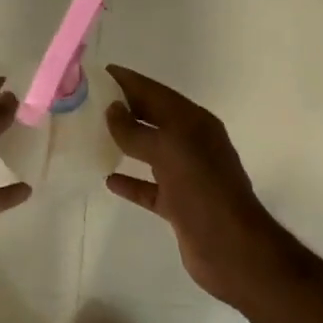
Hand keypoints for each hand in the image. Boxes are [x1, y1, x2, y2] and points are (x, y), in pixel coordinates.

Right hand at [103, 65, 286, 305]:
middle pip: (153, 117)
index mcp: (194, 122)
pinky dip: (131, 181)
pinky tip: (108, 179)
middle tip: (89, 101)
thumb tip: (112, 110)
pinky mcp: (180, 204)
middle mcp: (192, 143)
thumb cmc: (202, 190)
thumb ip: (136, 130)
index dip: (129, 81)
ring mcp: (187, 175)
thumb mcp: (168, 151)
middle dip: (125, 108)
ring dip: (126, 142)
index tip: (99, 73)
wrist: (232, 249)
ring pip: (150, 151)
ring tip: (94, 133)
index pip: (155, 92)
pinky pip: (150, 186)